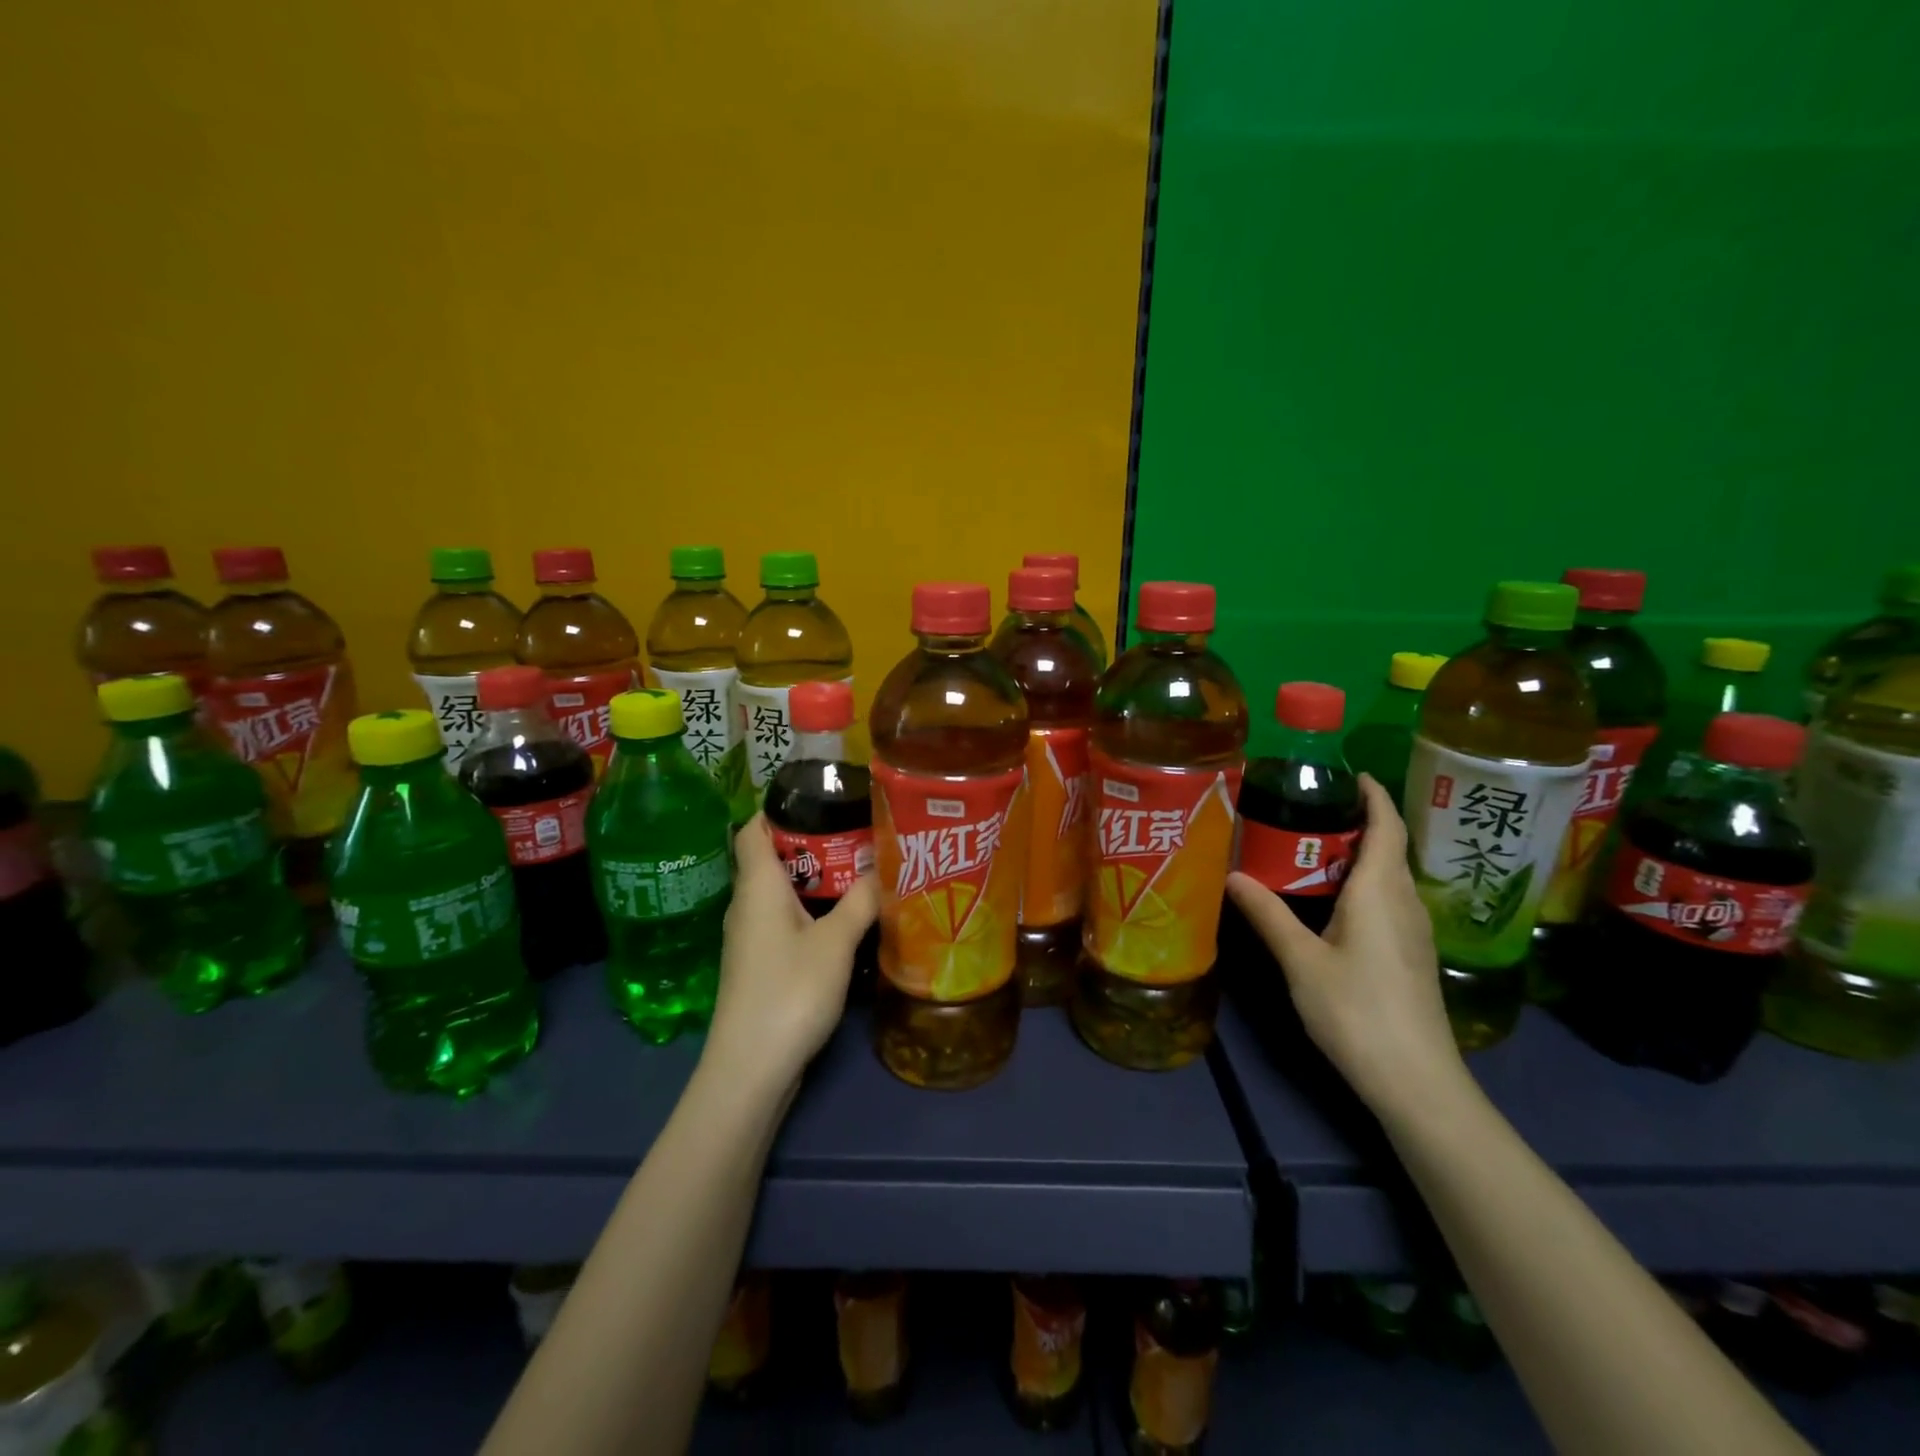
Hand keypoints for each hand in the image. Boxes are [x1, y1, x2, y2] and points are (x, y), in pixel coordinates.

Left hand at [705, 814, 878, 1094]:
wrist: (751, 1068)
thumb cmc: (790, 991)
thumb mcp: (836, 942)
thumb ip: (861, 901)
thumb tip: (884, 867)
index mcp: (757, 886)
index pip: (754, 827)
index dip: (782, 806)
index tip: (823, 795)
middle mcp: (747, 903)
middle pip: (773, 856)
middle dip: (813, 840)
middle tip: (859, 830)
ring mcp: (750, 936)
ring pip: (781, 890)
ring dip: (816, 876)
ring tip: (860, 867)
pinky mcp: (759, 962)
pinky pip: (784, 917)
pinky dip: (811, 907)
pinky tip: (844, 916)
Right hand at [1226, 774, 1464, 1114]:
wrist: (1416, 1080)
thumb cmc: (1357, 1011)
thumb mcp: (1301, 961)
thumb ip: (1268, 914)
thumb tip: (1232, 874)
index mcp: (1380, 891)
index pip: (1386, 826)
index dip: (1372, 794)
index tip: (1346, 772)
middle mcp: (1404, 901)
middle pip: (1388, 846)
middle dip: (1355, 819)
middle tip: (1304, 807)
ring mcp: (1413, 930)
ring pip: (1388, 874)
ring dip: (1358, 852)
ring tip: (1310, 845)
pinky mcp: (1410, 953)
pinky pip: (1388, 899)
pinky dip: (1362, 881)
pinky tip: (1330, 897)